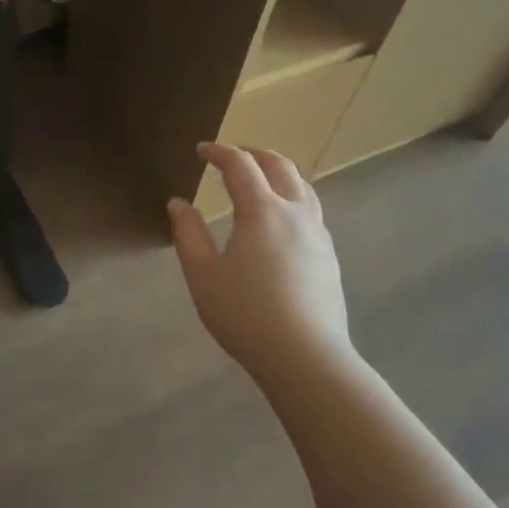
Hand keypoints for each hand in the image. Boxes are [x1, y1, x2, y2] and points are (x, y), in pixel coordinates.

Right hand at [168, 142, 352, 375]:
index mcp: (262, 211)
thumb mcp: (203, 275)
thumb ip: (188, 234)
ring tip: (259, 180)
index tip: (202, 150)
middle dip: (253, 154)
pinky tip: (280, 220)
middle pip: (279, 166)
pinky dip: (291, 196)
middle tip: (231, 157)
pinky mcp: (329, 256)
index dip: (219, 152)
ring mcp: (318, 234)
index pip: (241, 165)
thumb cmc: (246, 314)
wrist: (305, 357)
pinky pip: (310, 210)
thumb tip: (179, 203)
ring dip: (278, 172)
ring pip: (302, 186)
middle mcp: (295, 213)